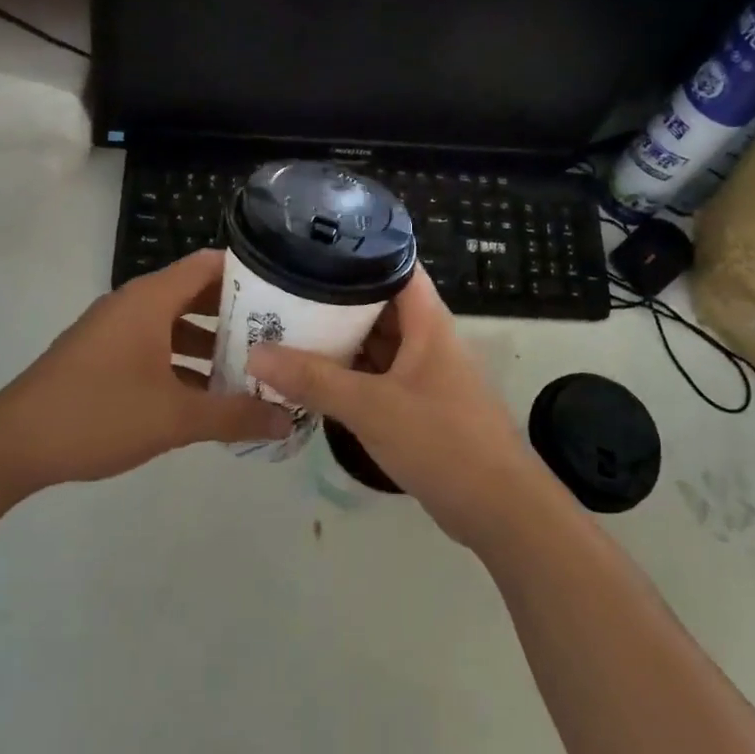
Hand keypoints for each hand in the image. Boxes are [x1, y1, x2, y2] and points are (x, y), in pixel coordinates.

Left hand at [0, 249, 291, 488]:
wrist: (10, 445)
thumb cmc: (97, 414)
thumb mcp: (174, 418)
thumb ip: (235, 417)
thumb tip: (288, 419)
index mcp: (150, 299)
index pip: (209, 264)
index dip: (249, 273)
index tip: (286, 292)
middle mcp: (133, 303)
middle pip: (195, 292)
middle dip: (237, 313)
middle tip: (279, 333)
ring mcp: (114, 329)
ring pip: (175, 322)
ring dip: (210, 341)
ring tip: (251, 366)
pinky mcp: (102, 354)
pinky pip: (154, 343)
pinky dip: (182, 359)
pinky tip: (206, 394)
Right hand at [246, 269, 554, 548]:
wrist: (499, 509)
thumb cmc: (441, 440)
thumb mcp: (372, 406)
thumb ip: (314, 379)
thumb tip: (256, 352)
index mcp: (427, 320)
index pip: (395, 263)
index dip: (359, 249)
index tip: (312, 244)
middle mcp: (427, 337)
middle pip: (379, 303)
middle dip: (335, 297)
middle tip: (283, 289)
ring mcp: (423, 372)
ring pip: (376, 342)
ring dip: (340, 338)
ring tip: (286, 325)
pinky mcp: (418, 404)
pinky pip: (377, 375)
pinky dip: (349, 373)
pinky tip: (312, 376)